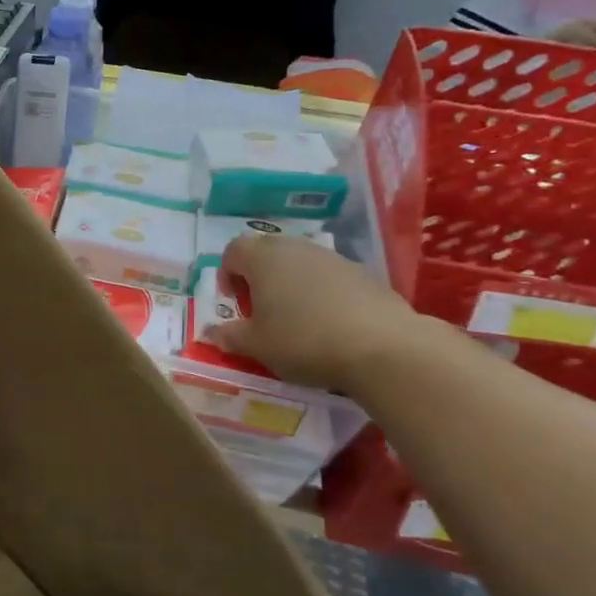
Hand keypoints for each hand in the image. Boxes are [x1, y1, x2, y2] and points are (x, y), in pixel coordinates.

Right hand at [204, 234, 430, 393]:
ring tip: (296, 320)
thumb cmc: (303, 340)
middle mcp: (296, 248)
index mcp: (263, 258)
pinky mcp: (363, 274)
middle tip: (262, 312)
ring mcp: (333, 258)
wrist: (383, 347)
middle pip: (266, 252)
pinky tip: (329, 325)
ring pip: (299, 263)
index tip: (236, 305)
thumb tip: (211, 332)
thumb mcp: (256, 346)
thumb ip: (229, 336)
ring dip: (290, 285)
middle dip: (258, 278)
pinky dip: (321, 293)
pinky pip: (328, 277)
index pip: (232, 251)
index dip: (227, 275)